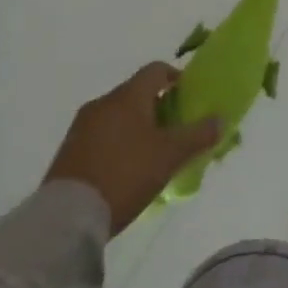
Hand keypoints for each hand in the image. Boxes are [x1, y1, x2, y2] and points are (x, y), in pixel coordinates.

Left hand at [44, 62, 218, 235]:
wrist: (67, 217)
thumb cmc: (126, 174)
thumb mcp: (170, 156)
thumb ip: (199, 135)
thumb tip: (220, 119)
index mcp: (128, 96)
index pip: (156, 70)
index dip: (176, 78)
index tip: (189, 98)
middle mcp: (102, 103)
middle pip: (137, 93)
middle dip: (158, 107)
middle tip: (175, 131)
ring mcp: (81, 127)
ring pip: (118, 116)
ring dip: (137, 127)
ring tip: (152, 154)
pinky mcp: (68, 151)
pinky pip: (101, 136)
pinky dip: (118, 143)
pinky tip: (126, 170)